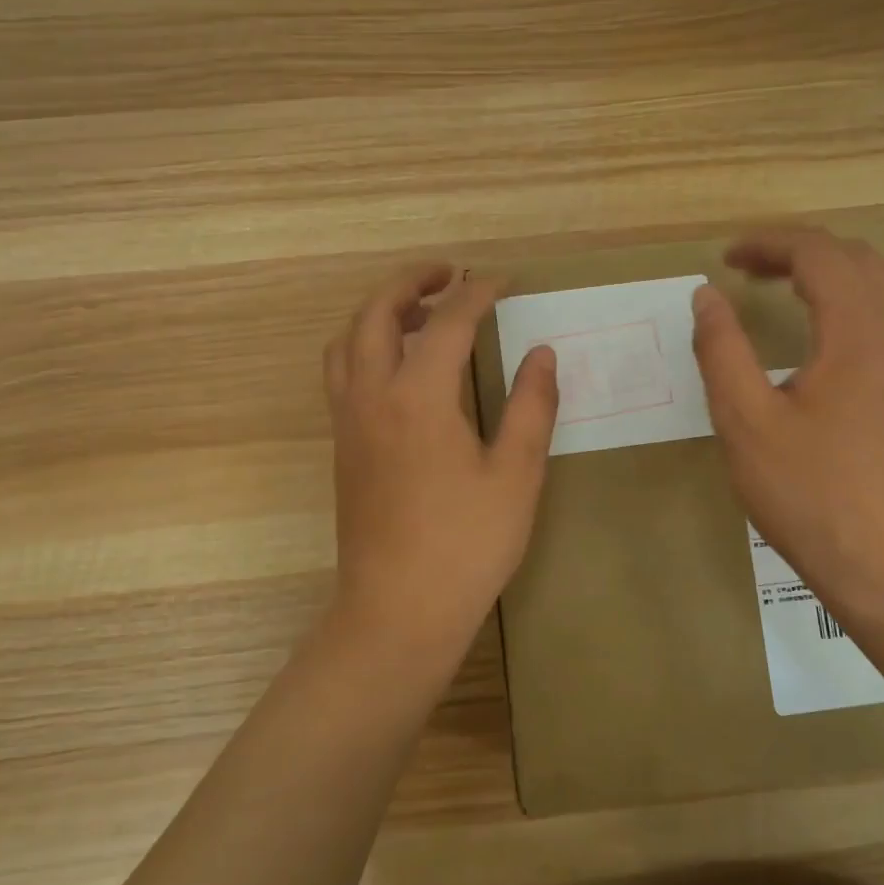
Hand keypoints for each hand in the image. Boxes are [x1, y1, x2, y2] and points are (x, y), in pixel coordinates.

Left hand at [323, 264, 557, 670]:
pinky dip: (365, 345)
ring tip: (419, 313)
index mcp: (418, 397)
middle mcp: (372, 396)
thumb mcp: (517, 475)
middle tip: (448, 274)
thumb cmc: (466, 544)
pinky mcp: (343, 447)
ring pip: (347, 341)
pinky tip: (400, 368)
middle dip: (410, 283)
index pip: (447, 322)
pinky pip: (342, 372)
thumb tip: (541, 354)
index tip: (504, 280)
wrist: (398, 610)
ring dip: (379, 312)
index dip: (478, 293)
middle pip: (375, 314)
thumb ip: (531, 406)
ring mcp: (349, 422)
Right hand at [691, 229, 883, 628]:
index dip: (768, 245)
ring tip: (797, 290)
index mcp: (860, 329)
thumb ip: (721, 349)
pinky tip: (838, 333)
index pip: (818, 253)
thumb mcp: (745, 421)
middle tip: (747, 273)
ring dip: (840, 269)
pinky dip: (869, 296)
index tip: (725, 260)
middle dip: (798, 253)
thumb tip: (707, 296)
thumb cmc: (808, 492)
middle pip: (855, 257)